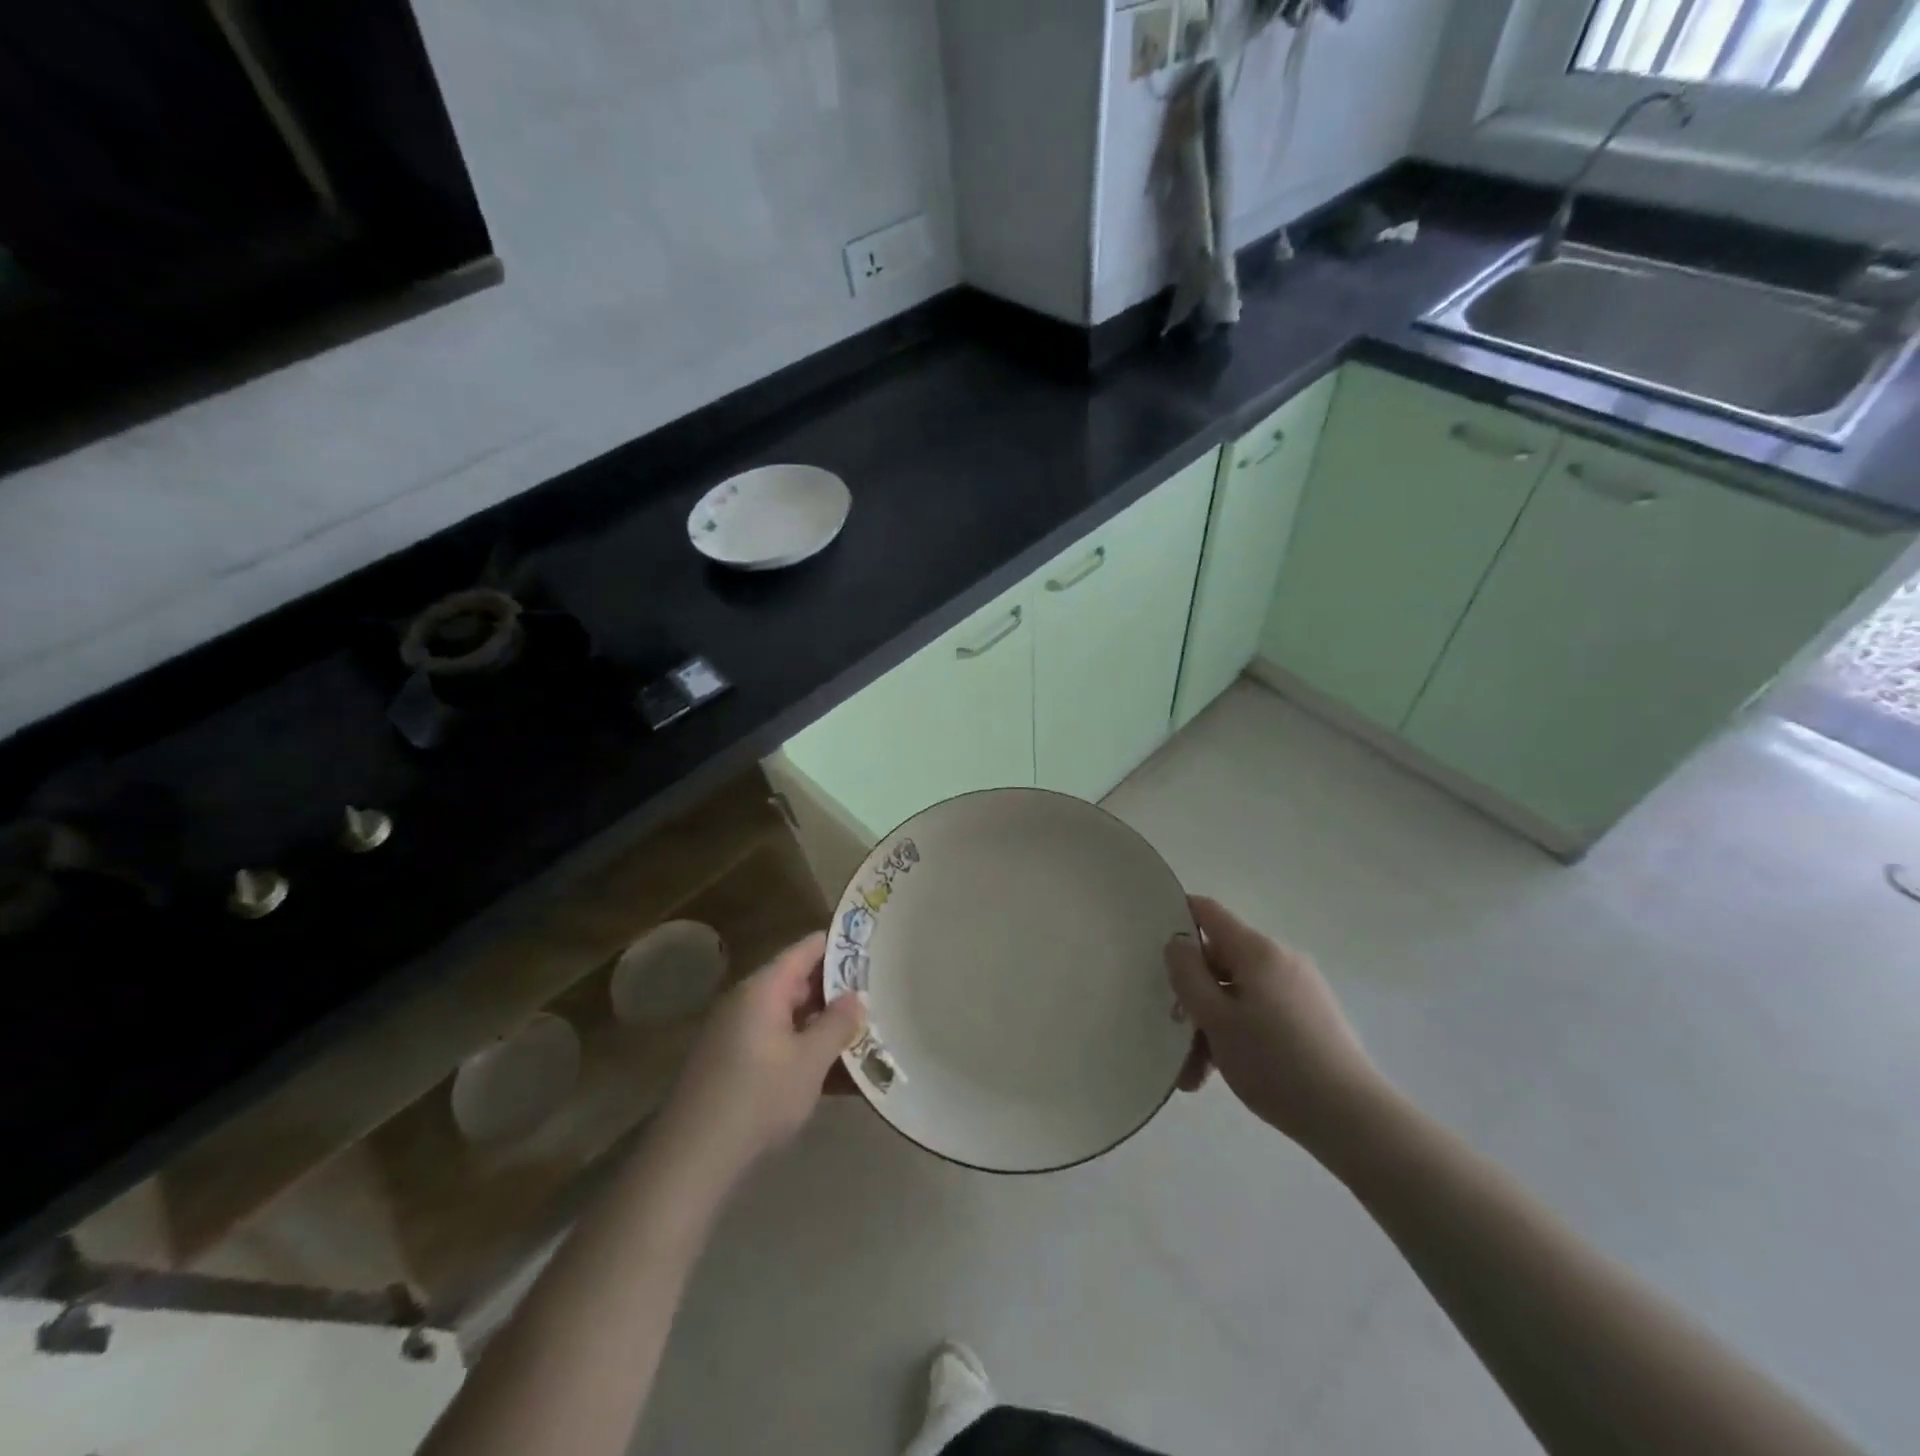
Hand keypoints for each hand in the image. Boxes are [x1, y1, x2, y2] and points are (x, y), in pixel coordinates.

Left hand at [653, 933, 865, 1189]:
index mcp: (764, 989)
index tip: (874, 947)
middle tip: (880, 996)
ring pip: (792, 1017)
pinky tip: (837, 1075)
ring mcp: (737, 1034)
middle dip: (839, 991)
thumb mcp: (809, 1061)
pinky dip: (806, 1051)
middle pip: (800, 982)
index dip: (841, 944)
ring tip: (867, 1034)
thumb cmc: (757, 1098)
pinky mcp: (734, 1064)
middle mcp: (748, 1002)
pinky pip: (778, 1043)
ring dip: (825, 1026)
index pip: (807, 949)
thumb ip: (838, 1024)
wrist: (692, 1158)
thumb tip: (858, 996)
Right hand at [1166, 895, 1383, 1152]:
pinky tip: (1224, 1073)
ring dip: (1211, 1026)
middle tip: (1172, 1036)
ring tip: (1195, 1076)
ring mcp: (1300, 989)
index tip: (1149, 940)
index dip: (1177, 916)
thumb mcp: (1215, 1019)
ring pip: (1238, 994)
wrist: (1353, 1118)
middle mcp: (1280, 960)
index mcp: (1257, 951)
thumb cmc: (1274, 1062)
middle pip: (1220, 961)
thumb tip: (1176, 943)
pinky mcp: (1312, 1018)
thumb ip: (1187, 976)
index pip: (1208, 912)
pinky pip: (1261, 1013)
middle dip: (1192, 995)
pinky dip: (1238, 1034)